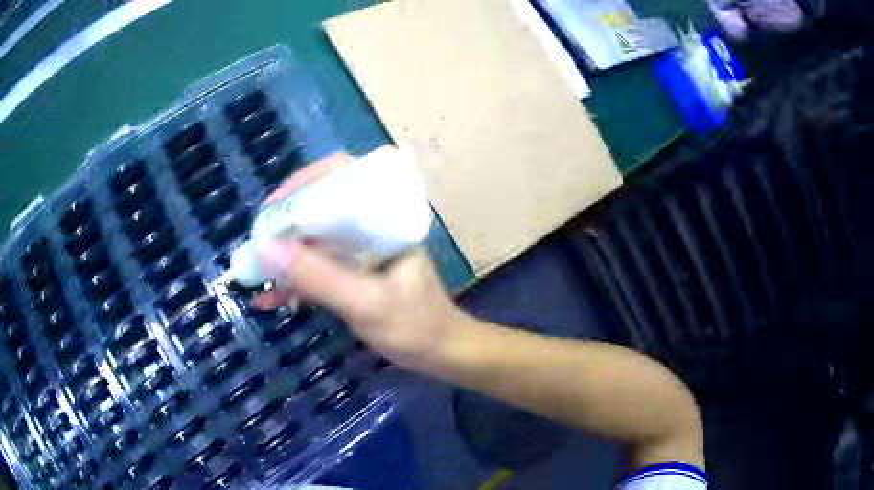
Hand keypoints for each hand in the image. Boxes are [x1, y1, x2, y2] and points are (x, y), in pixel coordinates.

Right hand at [251, 154, 465, 370]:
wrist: (440, 353)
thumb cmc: (415, 326)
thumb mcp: (366, 304)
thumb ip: (318, 277)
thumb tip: (265, 249)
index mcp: (384, 216)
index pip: (341, 175)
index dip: (302, 184)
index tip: (271, 210)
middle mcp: (370, 224)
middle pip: (319, 204)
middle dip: (284, 223)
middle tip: (257, 245)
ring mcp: (359, 248)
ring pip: (313, 236)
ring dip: (284, 254)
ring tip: (256, 274)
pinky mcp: (351, 271)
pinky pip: (317, 265)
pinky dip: (294, 278)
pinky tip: (271, 298)